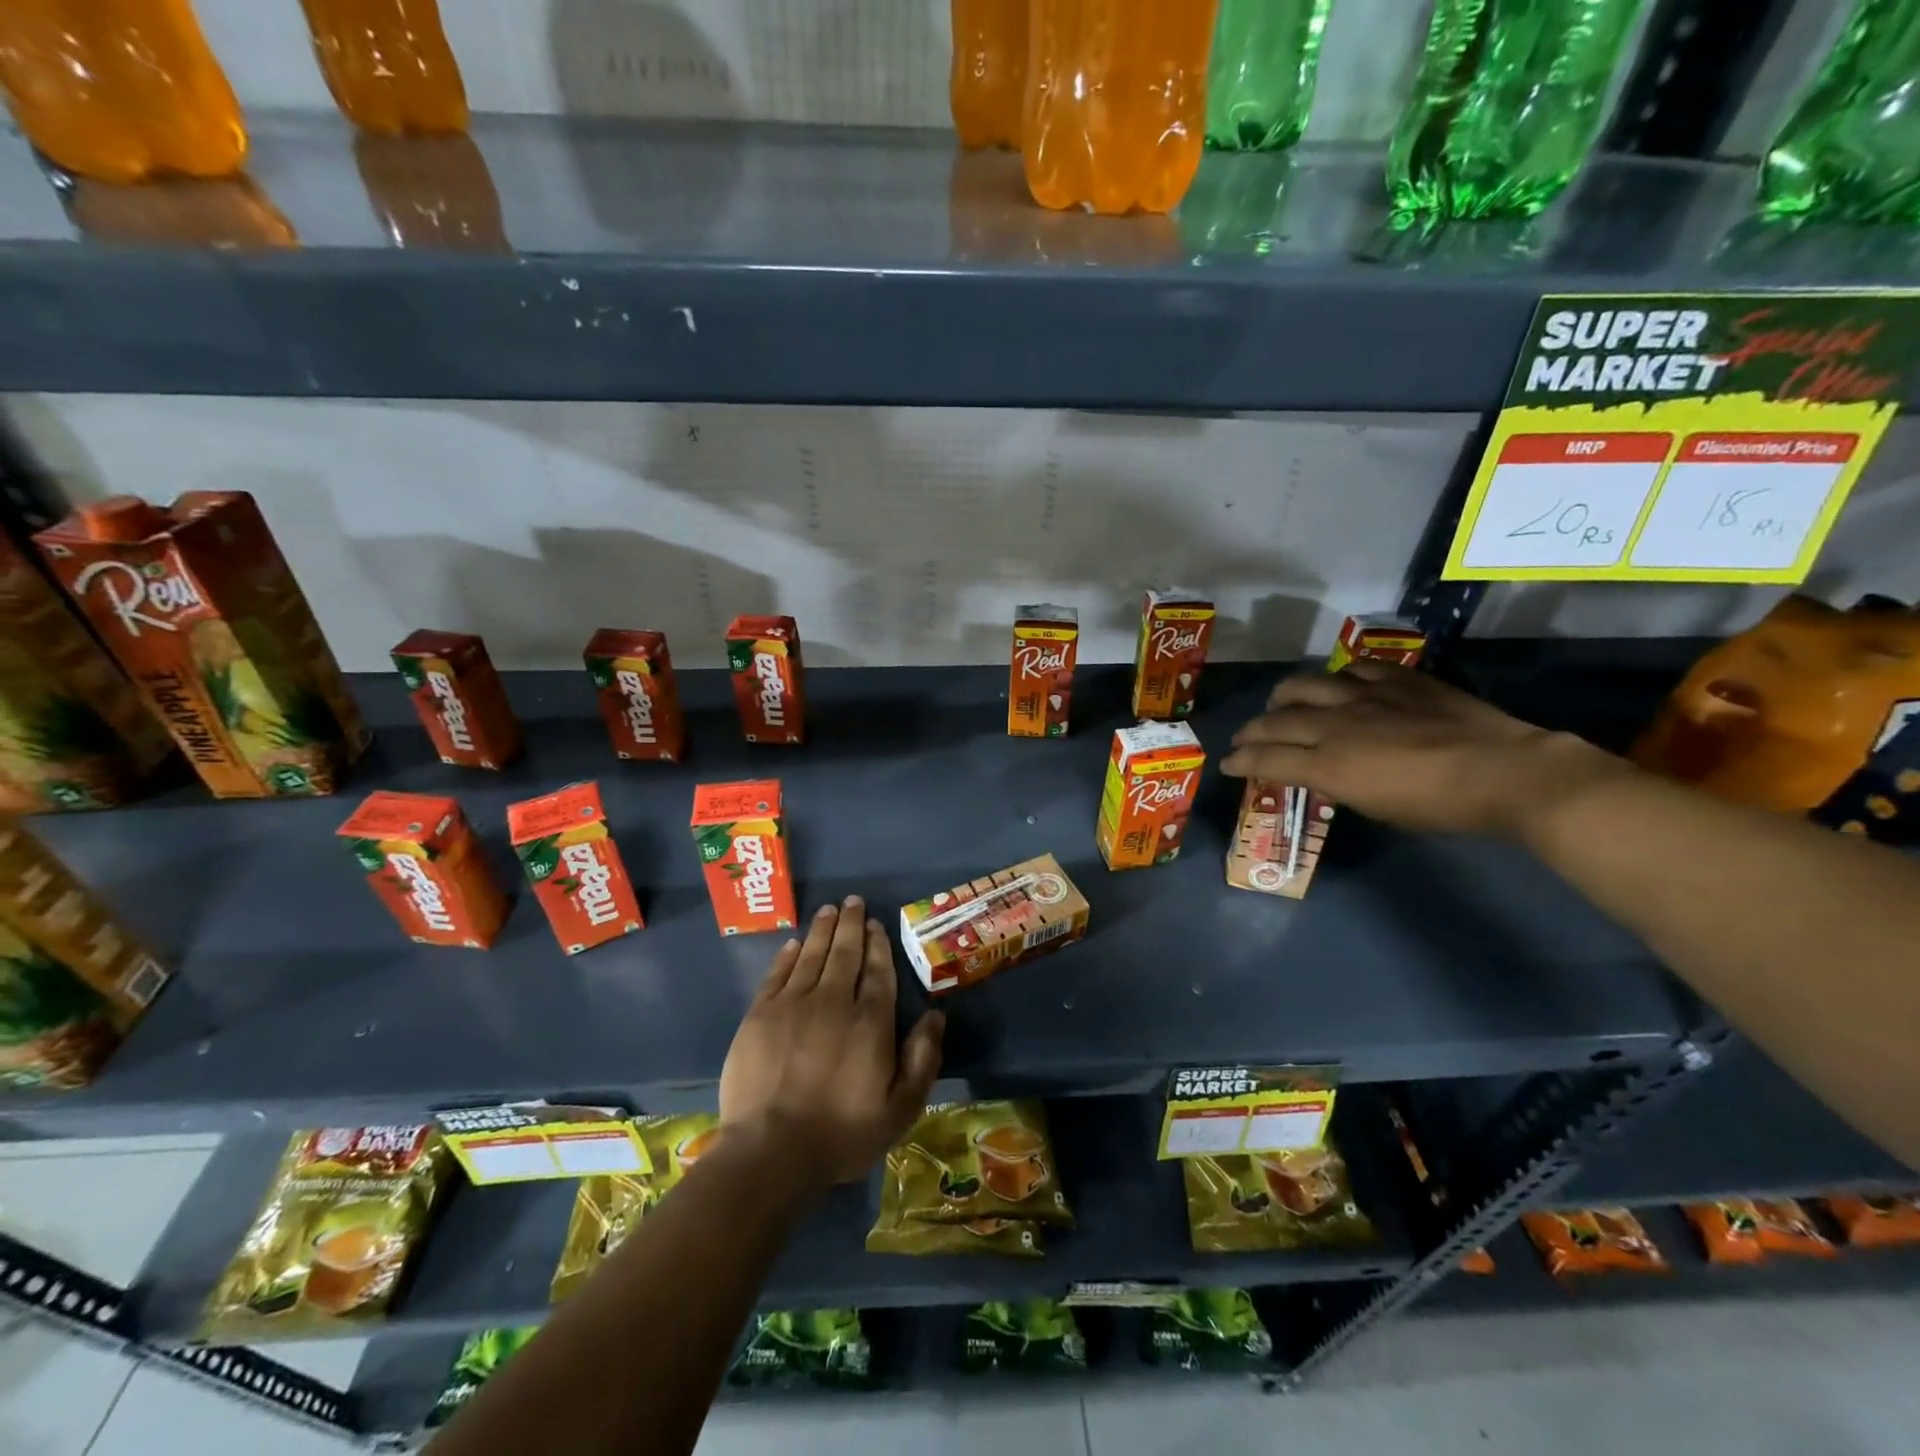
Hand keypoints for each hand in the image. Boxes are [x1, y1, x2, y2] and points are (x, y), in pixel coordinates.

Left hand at [719, 897, 943, 1188]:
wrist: (770, 1151)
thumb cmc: (841, 1134)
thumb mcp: (900, 1110)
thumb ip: (922, 1060)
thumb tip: (935, 1016)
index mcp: (870, 1022)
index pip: (878, 971)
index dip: (878, 944)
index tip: (876, 924)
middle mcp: (834, 1001)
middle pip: (845, 953)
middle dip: (851, 924)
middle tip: (852, 901)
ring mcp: (793, 1004)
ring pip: (812, 955)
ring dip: (822, 929)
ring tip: (829, 910)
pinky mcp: (760, 1015)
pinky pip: (778, 973)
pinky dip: (789, 955)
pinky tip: (795, 943)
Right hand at [1219, 661, 1625, 837]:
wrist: (1505, 771)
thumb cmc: (1439, 807)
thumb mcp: (1376, 808)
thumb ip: (1339, 784)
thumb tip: (1324, 773)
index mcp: (1328, 765)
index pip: (1266, 758)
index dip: (1241, 762)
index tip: (1228, 765)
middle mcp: (1334, 725)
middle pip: (1275, 721)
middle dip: (1252, 731)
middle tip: (1245, 738)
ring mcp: (1365, 696)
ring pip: (1305, 686)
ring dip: (1284, 697)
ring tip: (1281, 703)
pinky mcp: (1396, 678)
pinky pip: (1352, 669)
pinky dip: (1336, 680)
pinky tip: (1339, 686)